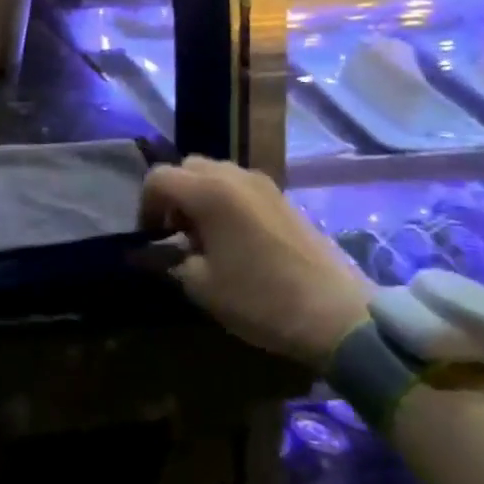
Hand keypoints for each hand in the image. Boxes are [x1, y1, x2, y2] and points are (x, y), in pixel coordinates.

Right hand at [140, 157, 372, 369]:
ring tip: (204, 237)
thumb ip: (167, 260)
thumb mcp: (200, 286)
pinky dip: (224, 201)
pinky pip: (239, 186)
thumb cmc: (260, 299)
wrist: (338, 316)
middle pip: (187, 168)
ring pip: (215, 174)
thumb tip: (148, 252)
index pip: (158, 178)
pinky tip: (233, 239)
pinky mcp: (283, 199)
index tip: (151, 238)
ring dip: (198, 196)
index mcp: (209, 192)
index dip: (145, 206)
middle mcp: (235, 176)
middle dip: (172, 196)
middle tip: (175, 233)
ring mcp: (263, 185)